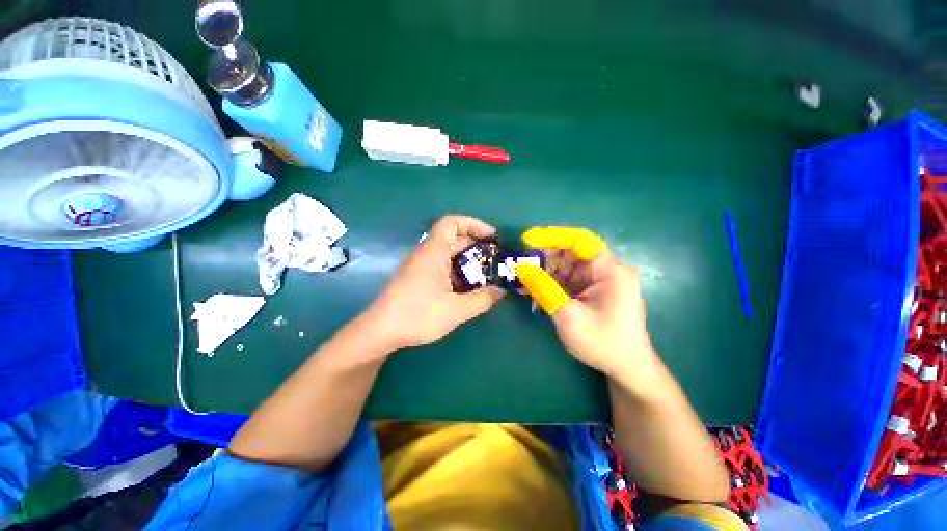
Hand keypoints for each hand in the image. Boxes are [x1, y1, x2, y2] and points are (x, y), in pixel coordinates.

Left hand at [361, 215, 504, 351]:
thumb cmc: (417, 315)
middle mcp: (427, 254)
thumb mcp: (456, 310)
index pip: (452, 223)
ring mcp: (421, 266)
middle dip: (478, 247)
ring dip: (469, 262)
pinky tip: (469, 289)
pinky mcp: (419, 278)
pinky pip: (443, 267)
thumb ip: (483, 299)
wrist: (380, 332)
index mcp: (434, 252)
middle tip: (497, 261)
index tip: (493, 236)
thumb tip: (502, 290)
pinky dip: (459, 273)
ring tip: (488, 276)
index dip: (474, 224)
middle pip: (455, 239)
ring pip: (450, 255)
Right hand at [516, 227, 654, 381]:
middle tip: (520, 263)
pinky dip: (550, 281)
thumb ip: (544, 289)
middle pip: (571, 252)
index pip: (580, 240)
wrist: (625, 368)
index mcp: (611, 271)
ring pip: (566, 265)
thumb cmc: (603, 343)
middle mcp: (607, 269)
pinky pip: (567, 278)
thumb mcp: (569, 317)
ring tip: (522, 277)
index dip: (552, 236)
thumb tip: (520, 267)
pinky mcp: (591, 289)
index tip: (527, 239)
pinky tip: (533, 287)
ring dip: (544, 270)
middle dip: (544, 256)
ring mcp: (599, 279)